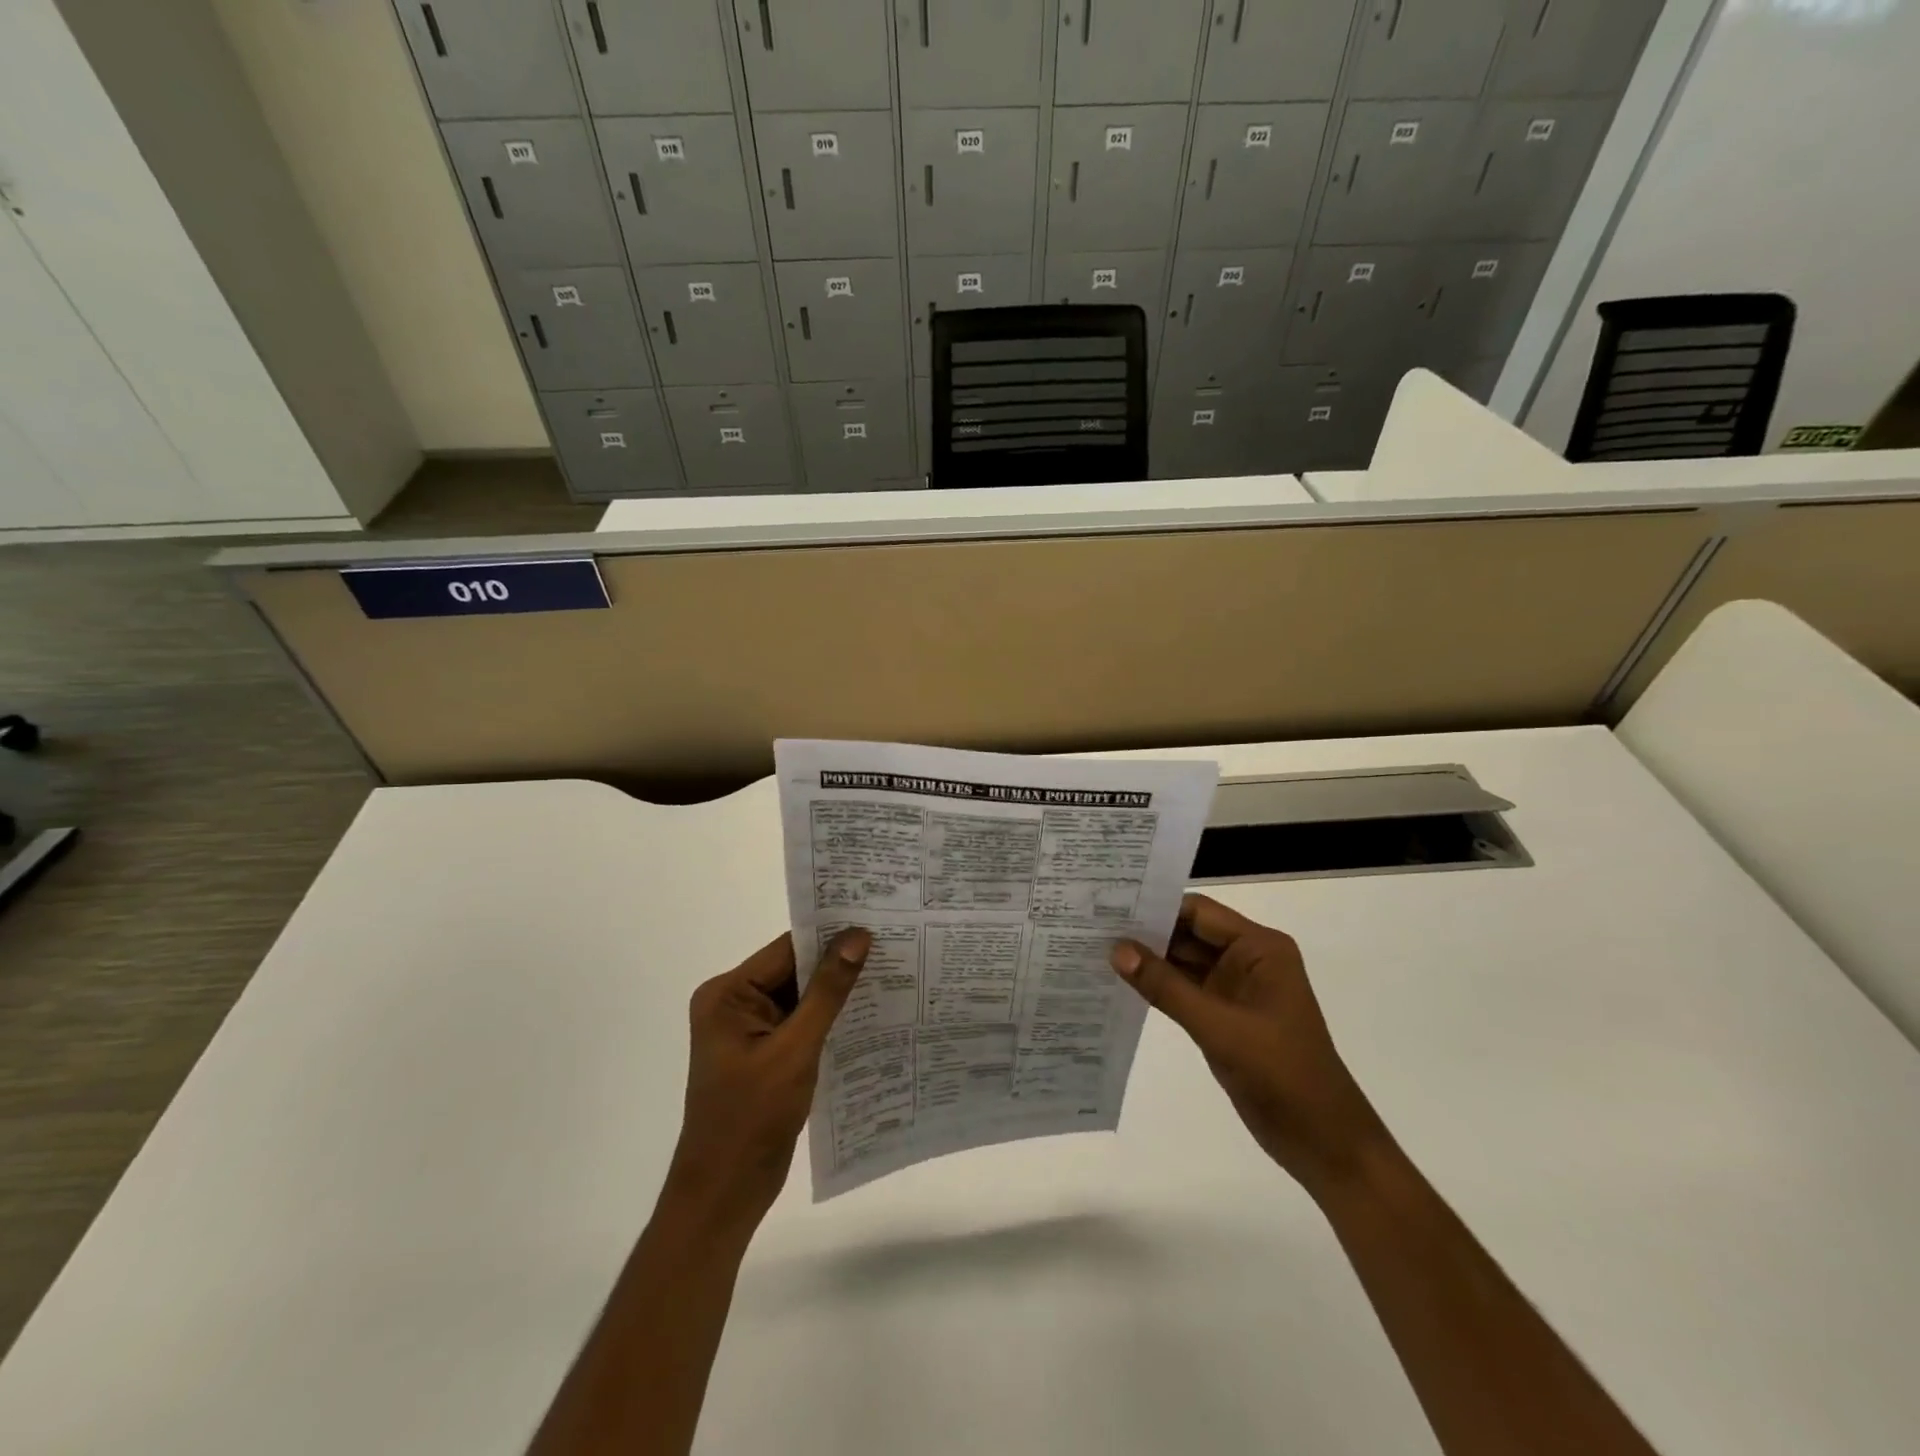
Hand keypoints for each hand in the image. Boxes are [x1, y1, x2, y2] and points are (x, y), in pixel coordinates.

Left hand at [665, 928, 871, 1230]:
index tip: (877, 923)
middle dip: (838, 964)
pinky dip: (830, 1020)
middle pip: (794, 970)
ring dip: (838, 993)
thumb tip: (857, 937)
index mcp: (727, 994)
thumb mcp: (795, 1050)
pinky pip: (801, 1023)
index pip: (787, 950)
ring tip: (891, 975)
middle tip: (893, 947)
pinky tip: (869, 1015)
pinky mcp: (765, 1054)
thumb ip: (827, 991)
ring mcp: (749, 1031)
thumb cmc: (751, 1119)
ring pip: (802, 997)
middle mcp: (734, 1003)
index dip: (830, 936)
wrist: (724, 1196)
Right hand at [1112, 895, 1389, 1197]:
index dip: (1155, 907)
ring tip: (1095, 948)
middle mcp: (1247, 959)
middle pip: (1188, 933)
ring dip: (1148, 959)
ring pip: (1183, 962)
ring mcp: (1236, 989)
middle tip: (1091, 925)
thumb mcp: (1219, 1027)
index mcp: (1259, 948)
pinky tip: (1121, 983)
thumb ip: (1166, 987)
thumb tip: (1116, 950)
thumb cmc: (1282, 1074)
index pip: (1198, 912)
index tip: (1107, 905)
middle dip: (1145, 932)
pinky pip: (1185, 990)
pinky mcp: (1225, 1016)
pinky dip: (1157, 987)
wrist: (1324, 1143)